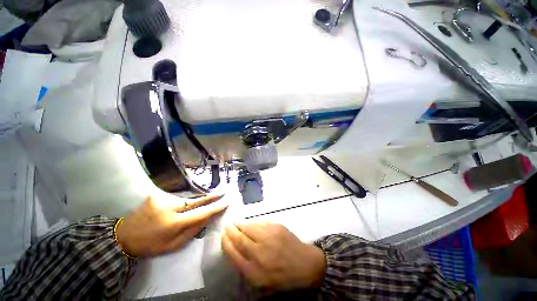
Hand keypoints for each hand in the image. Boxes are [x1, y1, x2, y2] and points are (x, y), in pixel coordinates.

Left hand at [116, 195, 226, 256]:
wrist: (123, 236)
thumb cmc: (150, 245)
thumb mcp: (173, 245)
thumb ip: (192, 231)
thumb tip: (207, 218)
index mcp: (173, 223)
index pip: (200, 213)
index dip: (215, 207)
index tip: (226, 202)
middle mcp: (169, 207)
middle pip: (196, 201)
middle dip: (210, 198)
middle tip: (222, 193)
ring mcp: (161, 199)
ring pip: (187, 200)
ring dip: (195, 202)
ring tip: (203, 203)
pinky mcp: (156, 195)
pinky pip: (177, 199)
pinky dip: (183, 203)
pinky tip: (183, 207)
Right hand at [221, 222, 325, 290]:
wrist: (304, 264)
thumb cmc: (282, 275)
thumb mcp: (261, 280)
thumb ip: (246, 266)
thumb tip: (235, 249)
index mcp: (254, 270)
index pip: (233, 253)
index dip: (226, 243)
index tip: (223, 236)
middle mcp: (260, 252)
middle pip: (240, 238)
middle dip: (231, 231)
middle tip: (227, 226)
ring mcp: (269, 237)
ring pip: (250, 227)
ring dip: (241, 224)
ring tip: (236, 222)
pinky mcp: (277, 227)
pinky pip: (261, 223)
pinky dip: (253, 222)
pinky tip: (250, 223)